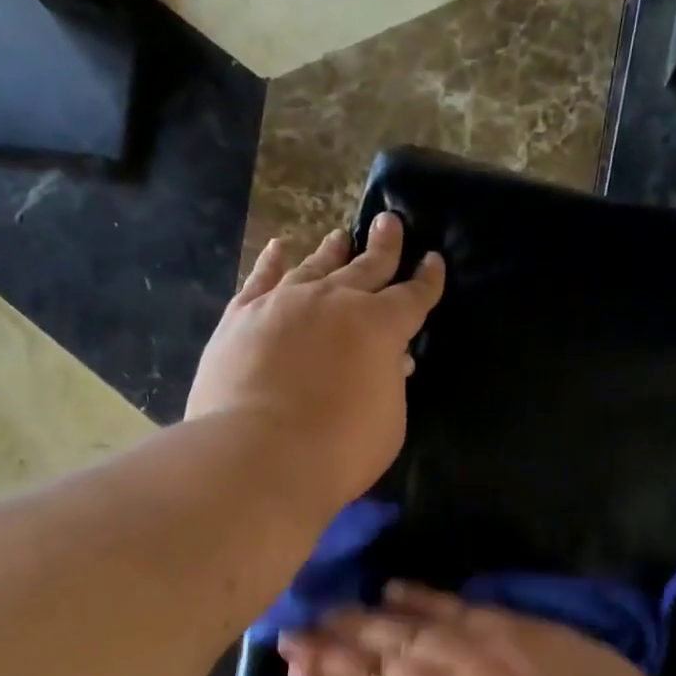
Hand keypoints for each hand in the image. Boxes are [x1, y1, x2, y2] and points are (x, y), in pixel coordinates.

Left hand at [186, 214, 444, 512]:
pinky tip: (278, 248)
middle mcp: (335, 301)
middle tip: (389, 222)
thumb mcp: (388, 422)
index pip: (412, 296)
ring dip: (332, 251)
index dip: (427, 279)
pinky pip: (260, 278)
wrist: (260, 453)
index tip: (433, 260)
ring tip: (340, 236)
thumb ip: (391, 384)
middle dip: (383, 246)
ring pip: (315, 267)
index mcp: (380, 326)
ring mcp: (285, 302)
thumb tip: (391, 360)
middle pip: (366, 267)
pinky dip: (271, 261)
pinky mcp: (242, 315)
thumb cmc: (338, 449)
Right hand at [278, 583, 673, 675]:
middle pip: (372, 667)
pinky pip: (450, 608)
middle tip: (288, 630)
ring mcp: (473, 656)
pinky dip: (416, 598)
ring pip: (401, 634)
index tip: (290, 670)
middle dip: (326, 649)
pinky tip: (389, 589)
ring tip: (322, 609)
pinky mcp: (504, 628)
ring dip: (356, 621)